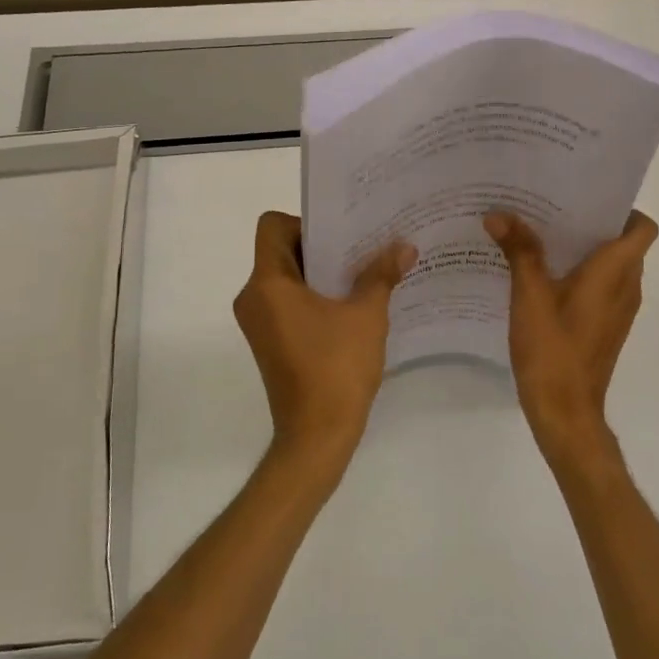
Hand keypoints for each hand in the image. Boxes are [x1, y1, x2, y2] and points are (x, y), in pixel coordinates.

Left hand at [233, 211, 416, 481]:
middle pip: (281, 250)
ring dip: (320, 273)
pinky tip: (351, 306)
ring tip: (362, 274)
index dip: (305, 222)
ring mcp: (258, 322)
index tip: (340, 236)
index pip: (272, 227)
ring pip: (286, 278)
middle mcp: (253, 297)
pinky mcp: (269, 341)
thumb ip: (381, 274)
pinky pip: (287, 302)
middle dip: (321, 246)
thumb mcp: (366, 315)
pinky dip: (314, 296)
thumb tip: (405, 246)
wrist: (317, 435)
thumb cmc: (336, 368)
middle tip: (362, 246)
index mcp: (268, 283)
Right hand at [484, 210, 658, 467]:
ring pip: (611, 266)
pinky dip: (579, 274)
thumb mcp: (529, 294)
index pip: (642, 227)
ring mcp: (619, 310)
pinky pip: (600, 287)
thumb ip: (519, 250)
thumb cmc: (553, 348)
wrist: (565, 411)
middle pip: (623, 242)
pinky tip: (541, 275)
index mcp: (616, 271)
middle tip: (550, 207)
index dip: (622, 208)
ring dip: (583, 249)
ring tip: (540, 235)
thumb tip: (499, 214)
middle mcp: (627, 286)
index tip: (585, 197)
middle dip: (591, 222)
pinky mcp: (605, 326)